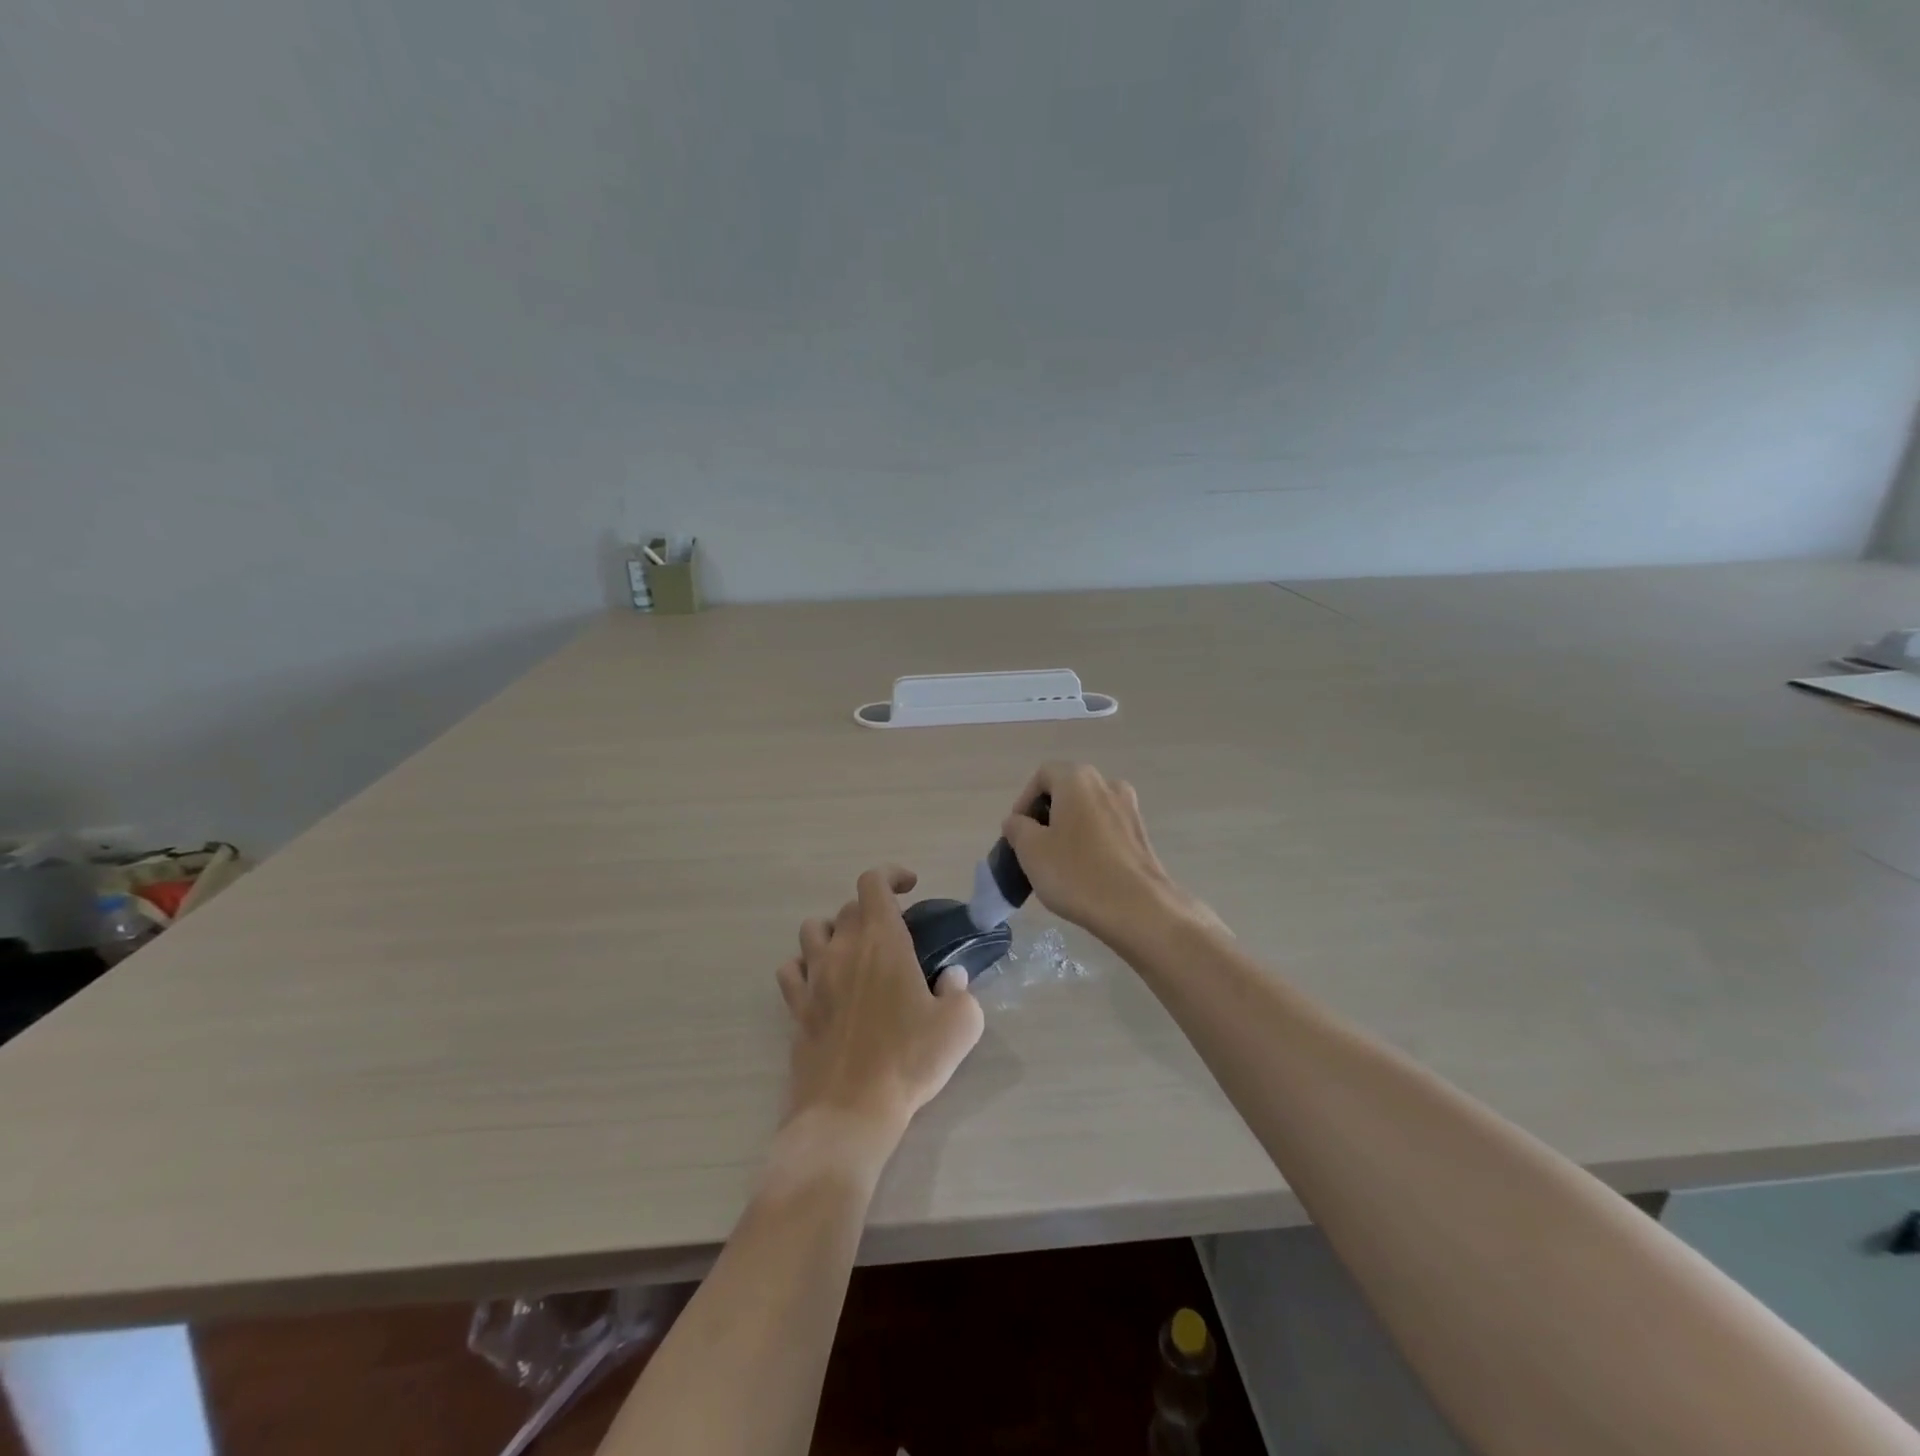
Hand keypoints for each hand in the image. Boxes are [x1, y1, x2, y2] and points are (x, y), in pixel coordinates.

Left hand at [775, 866, 984, 1153]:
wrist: (849, 1112)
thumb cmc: (909, 1062)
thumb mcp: (960, 1024)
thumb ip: (960, 990)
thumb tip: (950, 977)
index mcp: (882, 941)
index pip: (873, 883)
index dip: (891, 875)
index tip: (910, 886)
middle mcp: (842, 949)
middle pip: (847, 907)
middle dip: (872, 910)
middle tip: (894, 936)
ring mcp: (814, 977)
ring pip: (812, 930)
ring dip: (834, 931)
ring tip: (854, 953)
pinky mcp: (796, 1007)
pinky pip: (790, 969)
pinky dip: (805, 966)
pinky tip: (823, 982)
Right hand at [1000, 763, 1215, 949]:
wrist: (1139, 910)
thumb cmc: (1077, 874)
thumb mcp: (1031, 851)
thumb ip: (1017, 828)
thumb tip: (1018, 821)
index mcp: (1078, 780)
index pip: (1042, 775)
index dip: (1024, 801)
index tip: (1017, 832)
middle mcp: (1107, 784)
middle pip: (1067, 790)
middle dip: (1046, 815)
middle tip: (1033, 847)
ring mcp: (1129, 809)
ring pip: (1088, 810)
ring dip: (1069, 828)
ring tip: (1058, 862)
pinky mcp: (1142, 835)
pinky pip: (1106, 829)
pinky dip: (1091, 842)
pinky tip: (1085, 872)